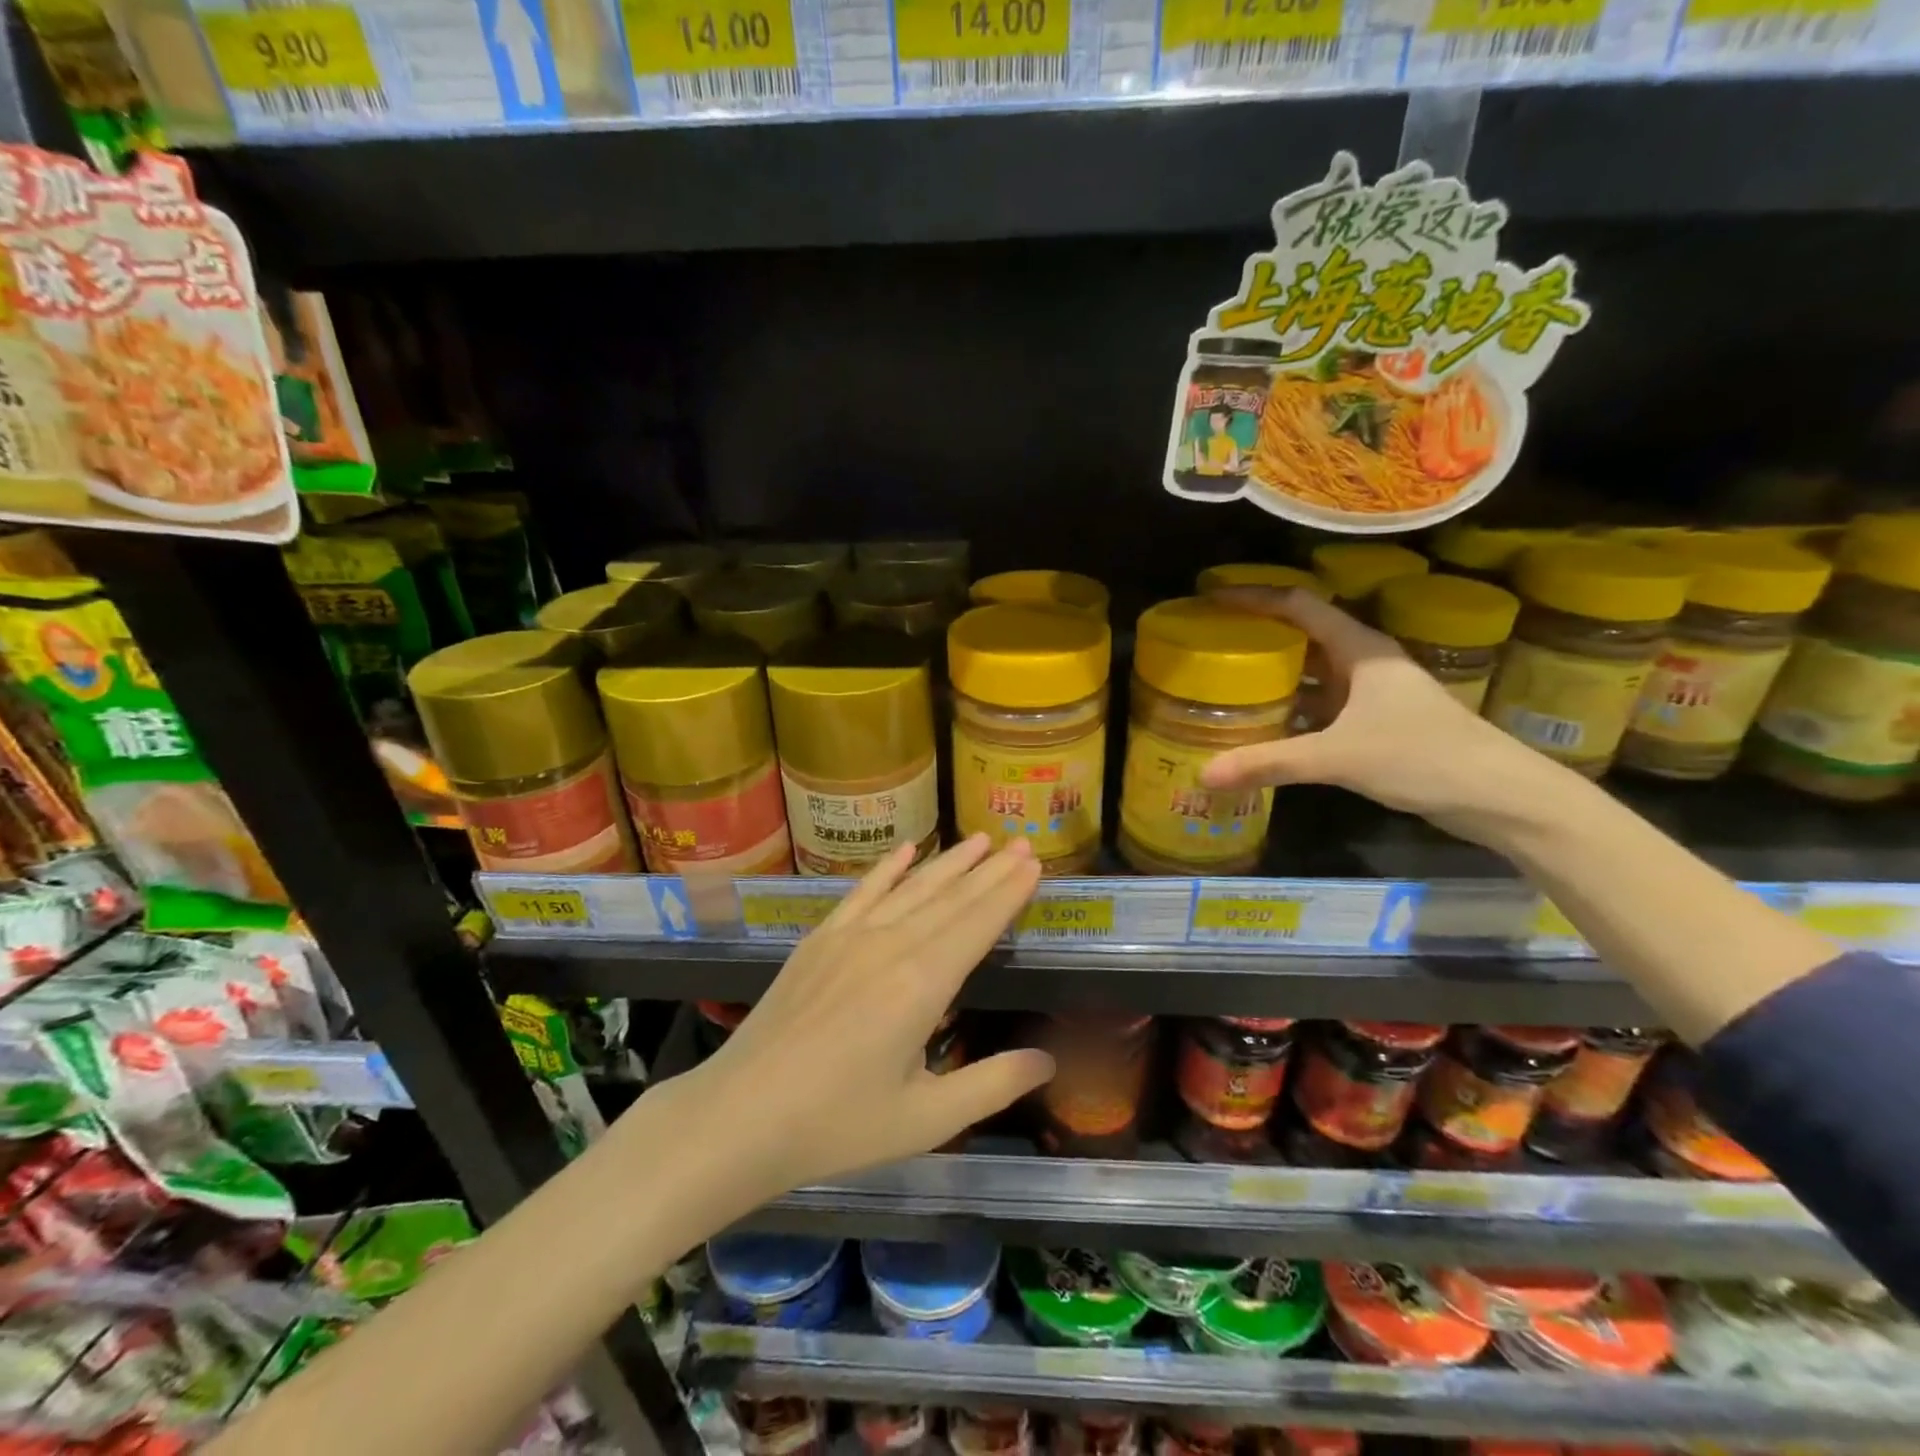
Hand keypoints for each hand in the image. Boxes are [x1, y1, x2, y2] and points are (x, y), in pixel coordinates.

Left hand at [686, 836, 1050, 1201]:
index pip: (977, 924)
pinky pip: (862, 892)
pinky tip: (907, 849)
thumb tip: (1048, 1061)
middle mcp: (889, 945)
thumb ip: (992, 1085)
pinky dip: (888, 868)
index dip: (1008, 892)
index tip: (1033, 863)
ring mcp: (849, 936)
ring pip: (911, 888)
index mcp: (922, 984)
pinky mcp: (819, 940)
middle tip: (1019, 842)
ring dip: (949, 862)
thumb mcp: (926, 1120)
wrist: (739, 1116)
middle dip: (989, 870)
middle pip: (950, 898)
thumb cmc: (837, 1126)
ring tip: (980, 838)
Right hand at [1198, 587, 1559, 841]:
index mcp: (1360, 649)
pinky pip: (1321, 702)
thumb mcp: (1339, 757)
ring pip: (1312, 670)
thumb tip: (1205, 773)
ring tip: (1225, 678)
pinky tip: (1264, 724)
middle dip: (1257, 632)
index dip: (1253, 596)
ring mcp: (1373, 692)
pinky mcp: (1377, 722)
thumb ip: (1271, 762)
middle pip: (1303, 632)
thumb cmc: (1423, 757)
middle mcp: (1365, 661)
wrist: (1499, 796)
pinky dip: (1291, 706)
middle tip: (1208, 640)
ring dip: (1274, 671)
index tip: (1210, 597)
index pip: (1298, 605)